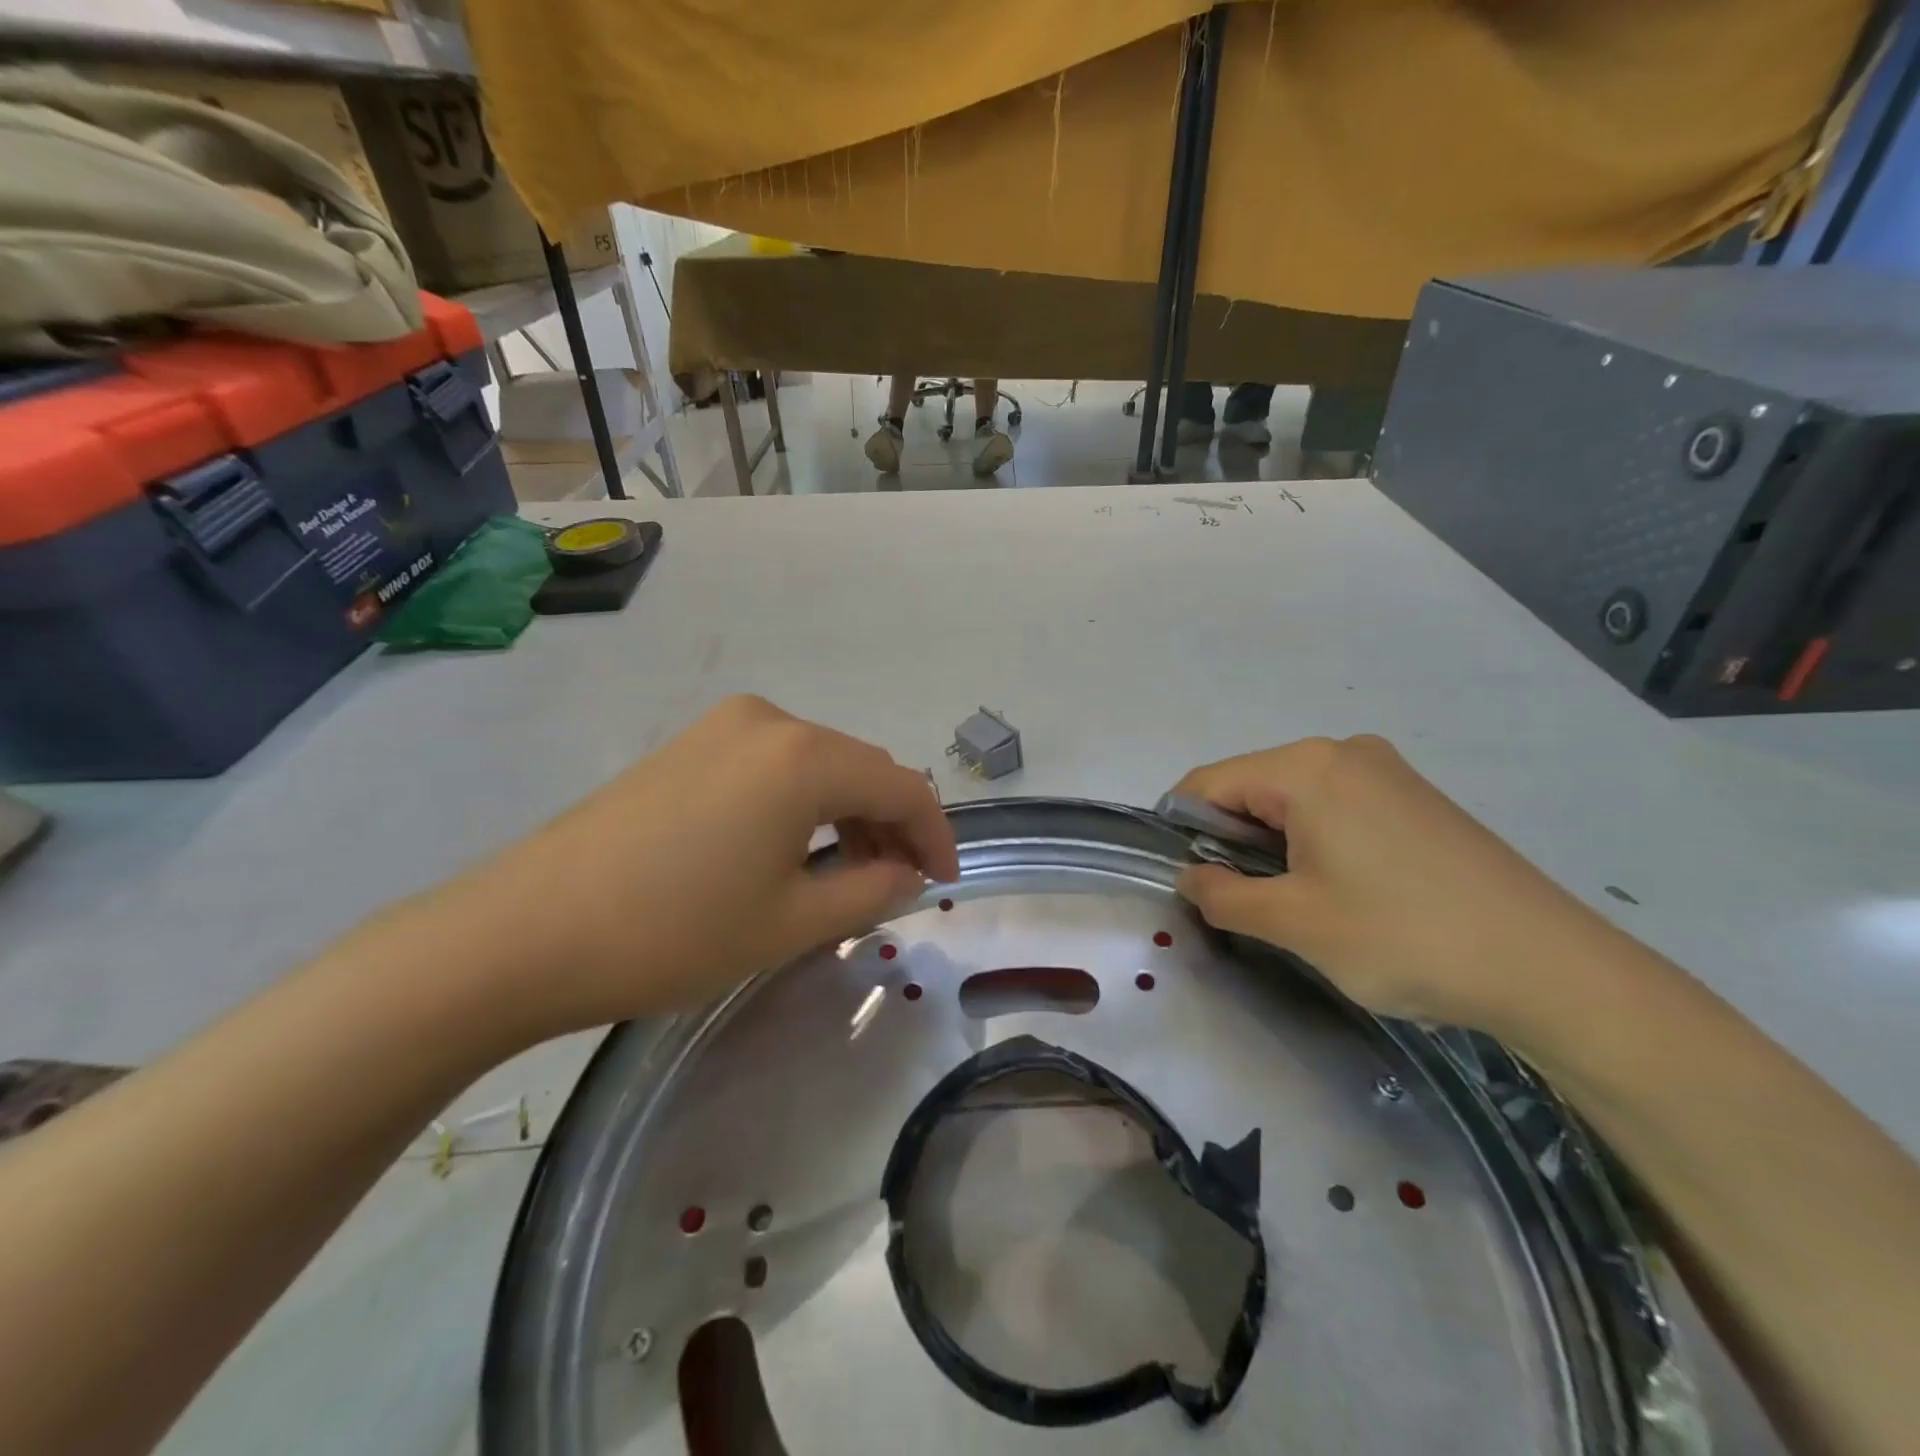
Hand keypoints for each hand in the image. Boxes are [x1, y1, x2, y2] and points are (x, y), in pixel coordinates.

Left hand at [420, 697, 958, 1037]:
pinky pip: (774, 765)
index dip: (935, 835)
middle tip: (898, 884)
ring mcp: (722, 727)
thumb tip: (905, 873)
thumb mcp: (790, 923)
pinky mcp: (688, 745)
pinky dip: (803, 802)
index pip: (902, 786)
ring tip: (849, 873)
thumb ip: (870, 891)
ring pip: (818, 764)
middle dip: (892, 824)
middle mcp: (770, 721)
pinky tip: (792, 847)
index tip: (945, 882)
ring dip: (848, 813)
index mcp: (805, 757)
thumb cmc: (673, 931)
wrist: (523, 931)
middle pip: (861, 768)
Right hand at [1172, 735, 1615, 1032]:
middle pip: (1251, 788)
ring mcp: (1386, 772)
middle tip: (1245, 904)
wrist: (1551, 968)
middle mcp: (1343, 753)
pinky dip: (1315, 843)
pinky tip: (1343, 891)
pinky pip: (1336, 808)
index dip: (1183, 831)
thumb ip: (1222, 894)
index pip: (1208, 783)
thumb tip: (1190, 878)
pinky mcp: (1416, 798)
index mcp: (1305, 767)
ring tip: (1298, 904)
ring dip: (1274, 846)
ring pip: (1293, 801)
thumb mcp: (1294, 923)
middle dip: (1232, 842)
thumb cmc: (1404, 937)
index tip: (1186, 882)